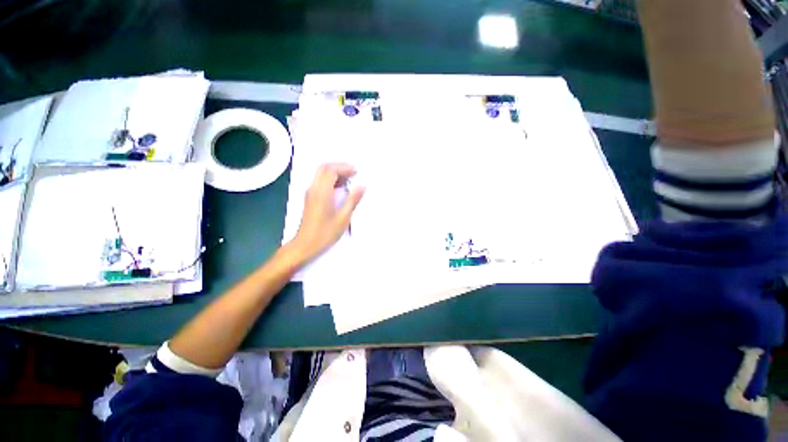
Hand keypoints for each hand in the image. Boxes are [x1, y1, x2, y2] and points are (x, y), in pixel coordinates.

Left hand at [290, 163, 364, 262]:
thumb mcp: (343, 218)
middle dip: (339, 166)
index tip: (357, 172)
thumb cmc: (325, 234)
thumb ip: (352, 200)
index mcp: (322, 193)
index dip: (344, 168)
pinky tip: (340, 188)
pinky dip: (331, 179)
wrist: (304, 245)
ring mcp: (310, 193)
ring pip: (321, 173)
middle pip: (324, 168)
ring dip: (335, 172)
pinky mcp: (310, 198)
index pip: (331, 170)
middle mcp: (313, 189)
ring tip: (350, 179)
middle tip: (353, 172)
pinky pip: (320, 181)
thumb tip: (362, 186)